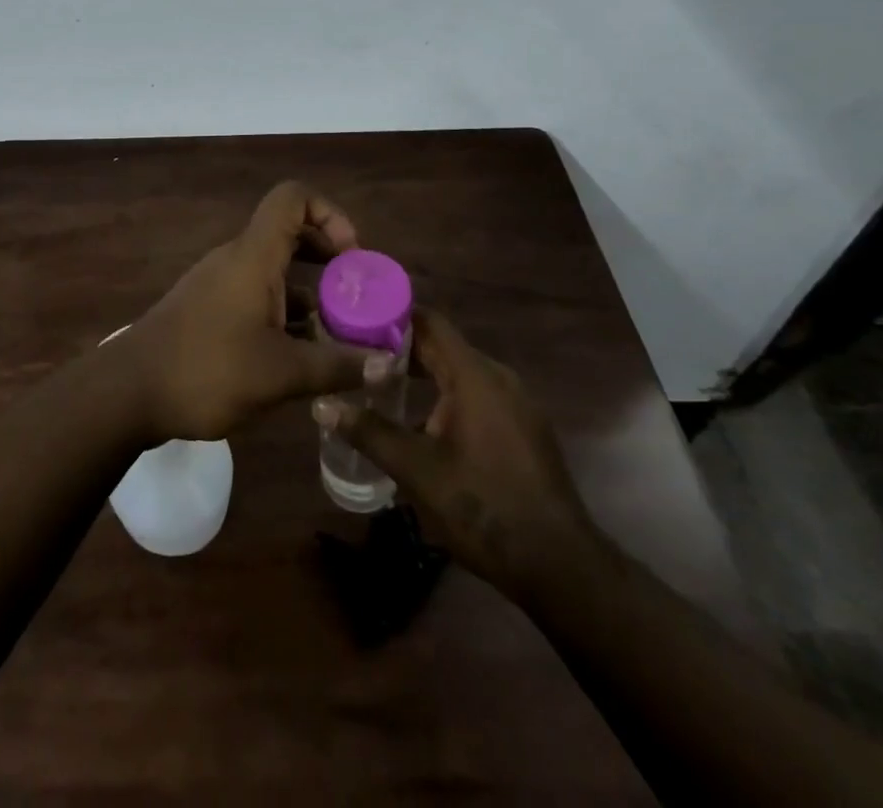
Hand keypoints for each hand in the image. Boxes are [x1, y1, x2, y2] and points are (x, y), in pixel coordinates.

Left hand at [120, 182, 393, 442]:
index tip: (352, 258)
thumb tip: (390, 365)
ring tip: (338, 336)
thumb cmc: (207, 370)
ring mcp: (220, 284)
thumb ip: (338, 366)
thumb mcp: (282, 374)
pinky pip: (257, 296)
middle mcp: (237, 259)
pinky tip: (300, 357)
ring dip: (310, 295)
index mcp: (254, 256)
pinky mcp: (209, 309)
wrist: (128, 392)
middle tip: (356, 299)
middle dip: (330, 261)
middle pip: (291, 234)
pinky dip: (284, 314)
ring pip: (276, 271)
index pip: (293, 198)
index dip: (330, 214)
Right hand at [315, 309, 598, 596]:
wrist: (560, 565)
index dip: (394, 316)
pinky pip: (479, 396)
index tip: (358, 319)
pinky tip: (424, 426)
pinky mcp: (524, 429)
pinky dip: (448, 397)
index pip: (430, 323)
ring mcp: (517, 404)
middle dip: (401, 350)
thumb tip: (322, 405)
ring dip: (425, 377)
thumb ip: (369, 432)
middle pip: (444, 347)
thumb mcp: (416, 470)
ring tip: (382, 390)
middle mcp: (499, 379)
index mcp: (475, 376)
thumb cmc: (483, 507)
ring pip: (462, 374)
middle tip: (358, 356)